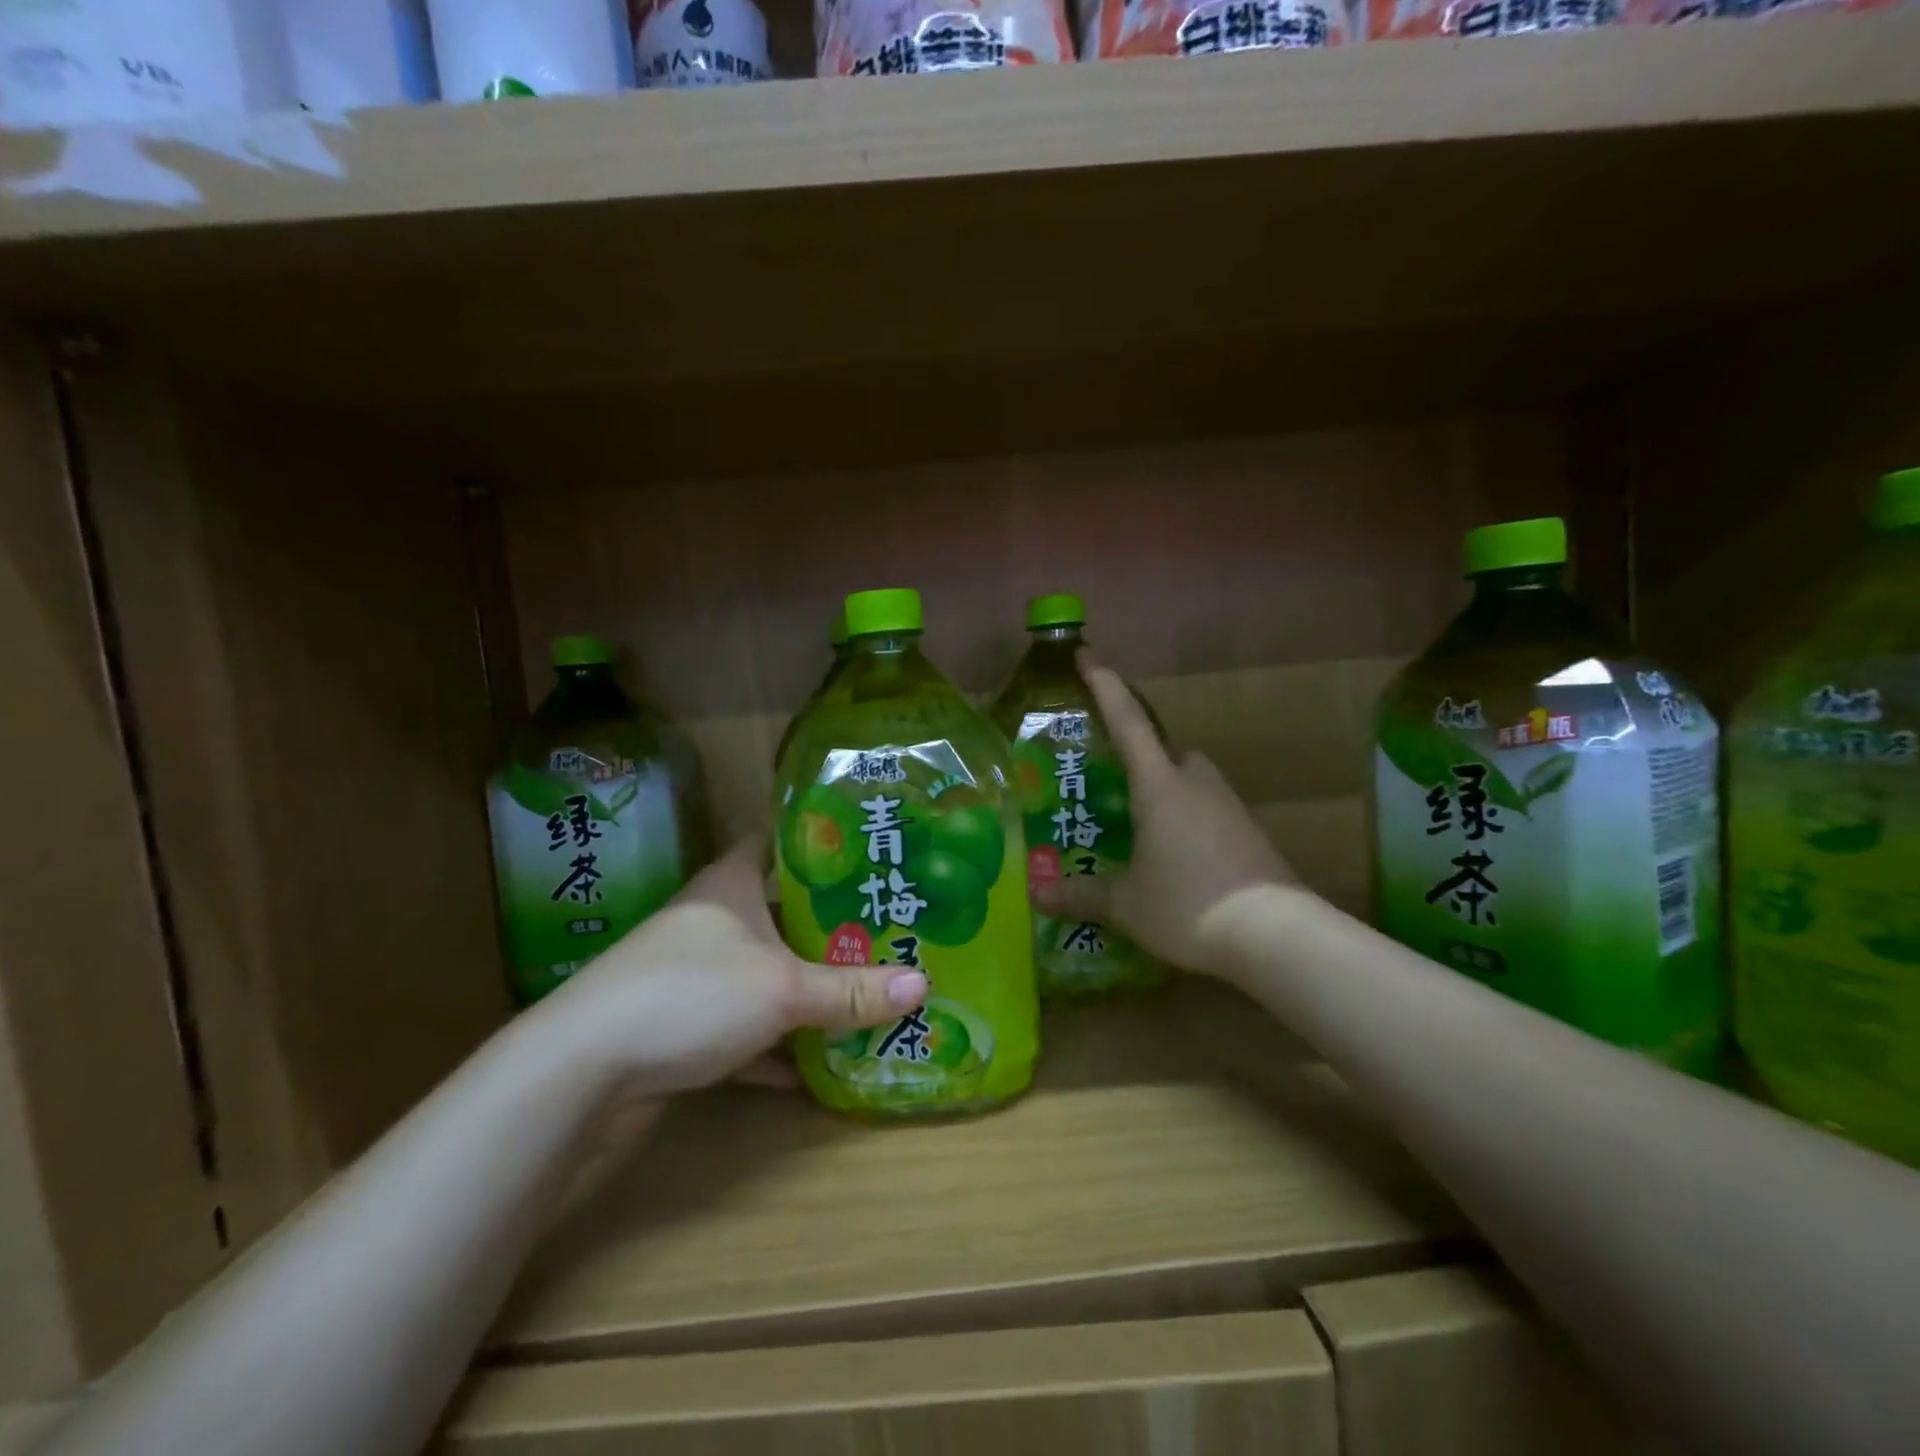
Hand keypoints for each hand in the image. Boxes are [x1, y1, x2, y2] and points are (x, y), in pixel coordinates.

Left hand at [544, 839, 927, 1096]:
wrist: (580, 1070)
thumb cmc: (691, 995)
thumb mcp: (783, 990)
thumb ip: (852, 991)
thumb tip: (925, 987)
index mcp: (730, 886)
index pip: (778, 844)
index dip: (821, 845)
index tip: (869, 855)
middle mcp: (712, 920)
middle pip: (780, 913)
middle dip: (829, 925)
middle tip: (887, 930)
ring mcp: (694, 974)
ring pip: (764, 972)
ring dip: (805, 988)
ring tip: (865, 991)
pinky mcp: (682, 1024)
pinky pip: (745, 1026)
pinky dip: (775, 1044)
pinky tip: (815, 1068)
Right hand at [1032, 651, 1295, 975]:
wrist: (1276, 935)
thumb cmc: (1189, 904)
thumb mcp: (1126, 903)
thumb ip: (1081, 894)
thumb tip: (1038, 894)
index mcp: (1160, 785)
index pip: (1127, 721)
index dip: (1105, 685)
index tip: (1087, 655)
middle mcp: (1196, 783)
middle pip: (1166, 748)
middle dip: (1139, 750)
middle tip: (1112, 775)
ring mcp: (1229, 805)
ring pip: (1190, 778)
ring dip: (1165, 786)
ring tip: (1139, 821)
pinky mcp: (1249, 832)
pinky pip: (1208, 807)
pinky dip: (1187, 816)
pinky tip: (1175, 852)